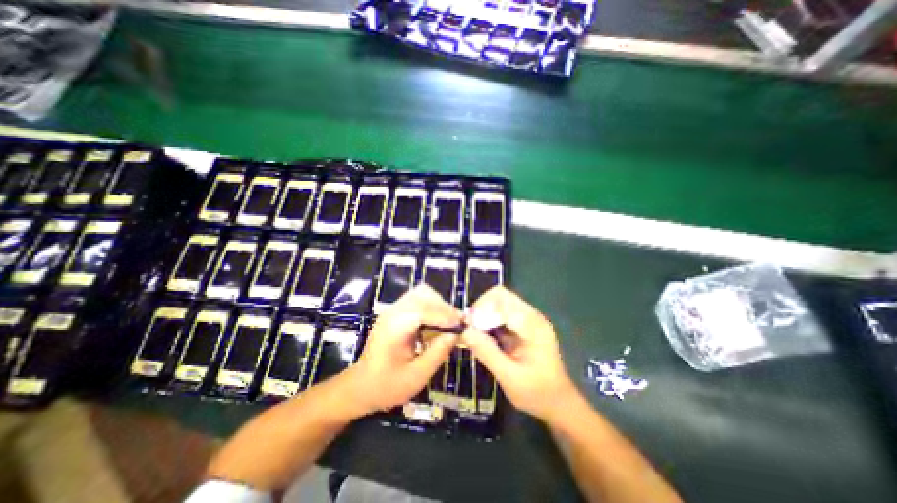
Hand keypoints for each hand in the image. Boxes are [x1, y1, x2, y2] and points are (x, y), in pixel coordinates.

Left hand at [345, 285, 462, 418]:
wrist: (361, 386)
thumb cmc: (387, 386)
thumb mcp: (416, 376)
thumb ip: (438, 353)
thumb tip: (456, 334)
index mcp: (395, 327)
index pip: (424, 310)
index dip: (445, 315)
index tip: (462, 325)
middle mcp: (393, 312)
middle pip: (424, 295)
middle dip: (443, 307)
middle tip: (457, 324)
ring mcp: (393, 310)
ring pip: (421, 293)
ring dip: (438, 305)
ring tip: (448, 323)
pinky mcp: (395, 312)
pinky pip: (417, 299)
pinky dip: (431, 306)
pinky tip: (436, 322)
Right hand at [458, 286, 578, 422]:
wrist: (558, 402)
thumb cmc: (537, 393)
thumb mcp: (509, 377)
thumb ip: (487, 352)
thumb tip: (464, 331)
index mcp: (532, 324)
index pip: (501, 298)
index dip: (481, 308)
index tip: (467, 327)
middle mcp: (531, 316)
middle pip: (499, 296)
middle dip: (481, 309)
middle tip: (469, 330)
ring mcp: (528, 319)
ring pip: (499, 303)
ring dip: (483, 315)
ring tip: (474, 335)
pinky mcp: (523, 325)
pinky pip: (501, 314)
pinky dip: (489, 322)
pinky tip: (484, 338)